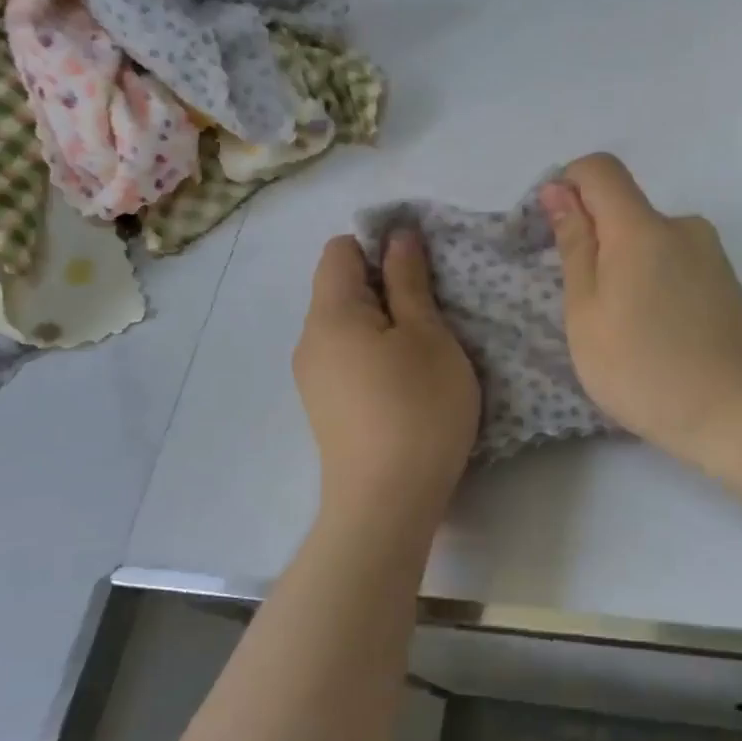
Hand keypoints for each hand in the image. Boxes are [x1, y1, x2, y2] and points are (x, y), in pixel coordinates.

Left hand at [293, 232, 480, 528]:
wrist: (386, 504)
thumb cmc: (418, 409)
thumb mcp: (428, 336)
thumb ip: (409, 281)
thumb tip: (397, 236)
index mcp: (330, 312)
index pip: (340, 249)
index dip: (380, 247)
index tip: (421, 275)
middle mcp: (309, 340)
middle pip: (341, 288)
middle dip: (386, 289)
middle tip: (432, 318)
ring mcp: (312, 378)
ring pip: (347, 327)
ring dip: (384, 326)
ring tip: (423, 357)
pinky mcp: (324, 409)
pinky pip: (346, 360)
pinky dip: (374, 357)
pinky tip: (403, 388)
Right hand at [541, 154, 741, 468]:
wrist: (737, 415)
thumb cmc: (643, 370)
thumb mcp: (587, 313)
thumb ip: (575, 245)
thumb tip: (559, 190)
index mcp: (641, 228)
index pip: (599, 169)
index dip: (569, 186)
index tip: (557, 233)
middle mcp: (682, 226)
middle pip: (625, 210)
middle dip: (597, 244)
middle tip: (590, 310)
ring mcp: (711, 254)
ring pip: (650, 243)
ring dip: (627, 270)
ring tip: (627, 332)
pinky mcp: (728, 282)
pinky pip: (677, 265)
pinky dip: (656, 286)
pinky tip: (660, 336)